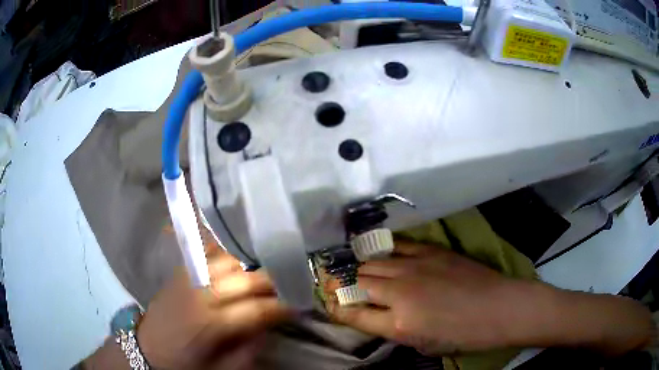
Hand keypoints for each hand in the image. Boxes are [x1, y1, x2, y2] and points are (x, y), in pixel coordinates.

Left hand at [136, 252, 289, 369]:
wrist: (148, 349)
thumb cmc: (186, 365)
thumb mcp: (223, 368)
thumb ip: (251, 347)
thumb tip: (269, 323)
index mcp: (212, 324)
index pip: (258, 309)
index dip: (283, 307)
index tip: (298, 306)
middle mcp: (201, 294)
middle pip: (247, 279)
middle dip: (273, 284)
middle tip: (287, 290)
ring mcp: (189, 278)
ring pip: (230, 261)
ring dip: (250, 269)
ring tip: (261, 280)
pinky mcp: (181, 272)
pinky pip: (208, 254)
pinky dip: (227, 257)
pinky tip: (236, 266)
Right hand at [326, 243, 654, 356]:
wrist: (503, 307)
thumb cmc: (466, 335)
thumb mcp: (425, 344)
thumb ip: (393, 329)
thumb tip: (370, 315)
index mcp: (399, 323)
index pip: (351, 313)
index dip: (333, 306)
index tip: (324, 300)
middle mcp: (400, 292)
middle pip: (356, 283)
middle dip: (338, 283)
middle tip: (326, 278)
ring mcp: (416, 267)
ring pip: (371, 263)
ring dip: (354, 265)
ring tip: (341, 263)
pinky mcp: (431, 251)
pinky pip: (396, 247)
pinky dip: (379, 250)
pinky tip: (372, 249)